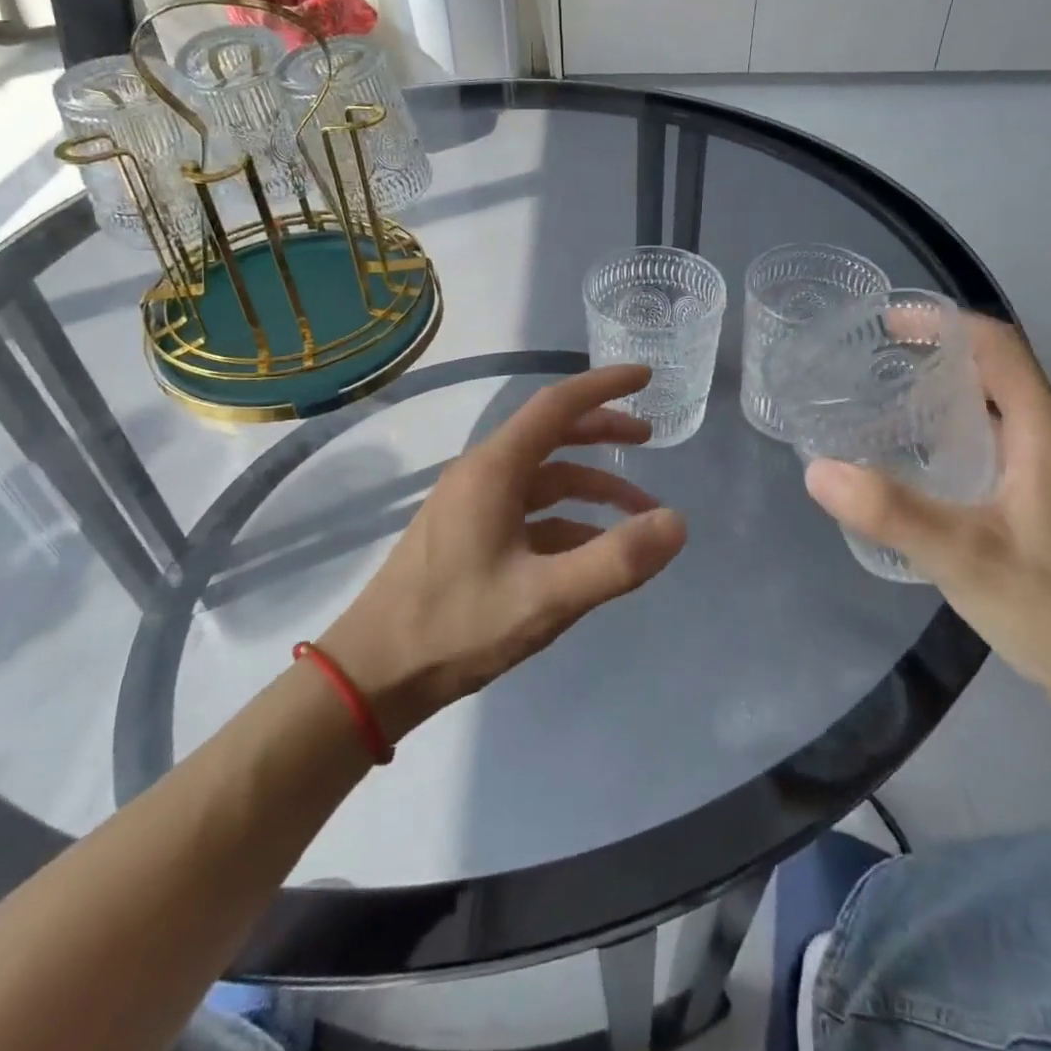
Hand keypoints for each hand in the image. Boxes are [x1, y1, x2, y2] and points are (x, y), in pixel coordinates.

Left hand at [319, 365, 687, 741]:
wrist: (373, 674)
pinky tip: (593, 550)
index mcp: (494, 470)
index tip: (646, 377)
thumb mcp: (546, 598)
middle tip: (648, 440)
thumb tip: (677, 523)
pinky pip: (529, 513)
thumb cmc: (456, 627)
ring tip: (639, 512)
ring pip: (543, 479)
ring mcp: (472, 505)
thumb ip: (615, 560)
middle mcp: (481, 475)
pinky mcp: (469, 536)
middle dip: (602, 433)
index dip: (604, 387)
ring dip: (591, 488)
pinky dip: (567, 520)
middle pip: (551, 436)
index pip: (556, 406)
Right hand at [803, 317, 1050, 715]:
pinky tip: (916, 463)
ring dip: (943, 393)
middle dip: (935, 353)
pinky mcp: (1044, 503)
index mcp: (1042, 435)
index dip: (944, 322)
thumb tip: (817, 469)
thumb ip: (890, 512)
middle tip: (870, 364)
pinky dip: (952, 432)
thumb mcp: (963, 558)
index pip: (999, 347)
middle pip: (997, 370)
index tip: (886, 324)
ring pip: (995, 408)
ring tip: (882, 403)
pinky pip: (994, 443)